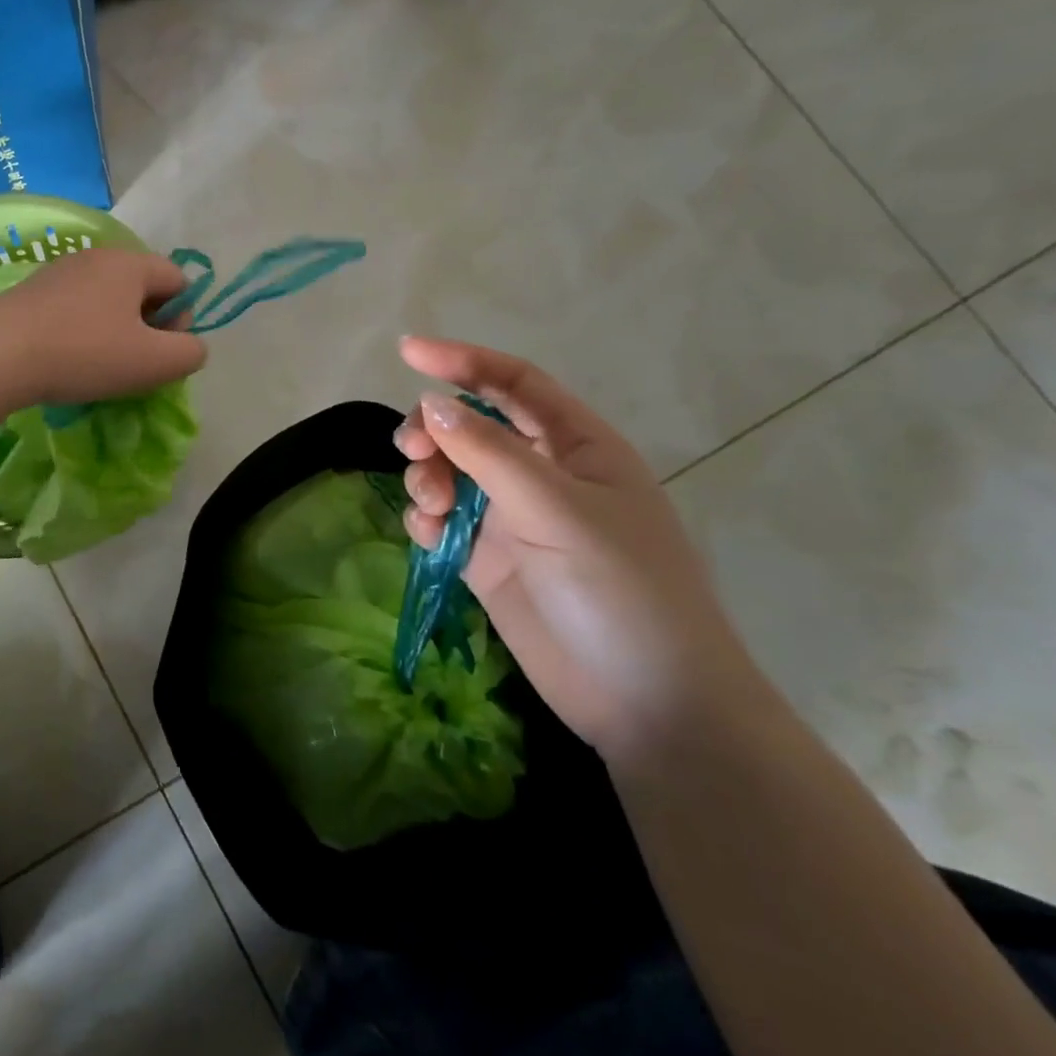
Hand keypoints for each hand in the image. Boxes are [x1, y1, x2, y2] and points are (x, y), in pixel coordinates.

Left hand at [0, 248, 207, 404]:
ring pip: (108, 300)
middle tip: (134, 363)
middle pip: (142, 288)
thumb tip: (191, 346)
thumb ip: (190, 353)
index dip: (182, 318)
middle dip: (149, 326)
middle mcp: (97, 257)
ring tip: (100, 366)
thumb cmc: (85, 354)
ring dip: (116, 331)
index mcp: (131, 263)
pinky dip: (83, 331)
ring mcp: (60, 271)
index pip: (179, 280)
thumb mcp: (154, 362)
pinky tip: (69, 359)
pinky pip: (76, 308)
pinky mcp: (32, 291)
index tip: (161, 351)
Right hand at [396, 337, 767, 766]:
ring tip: (430, 506)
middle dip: (435, 430)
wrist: (648, 704)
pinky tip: (428, 534)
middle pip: (470, 426)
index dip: (462, 361)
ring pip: (450, 472)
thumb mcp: (558, 511)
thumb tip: (430, 404)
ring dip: (427, 476)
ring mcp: (513, 519)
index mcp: (577, 447)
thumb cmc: (622, 591)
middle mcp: (542, 474)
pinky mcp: (490, 560)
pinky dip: (427, 518)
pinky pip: (444, 520)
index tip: (406, 351)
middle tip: (413, 452)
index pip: (514, 383)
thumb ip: (490, 453)